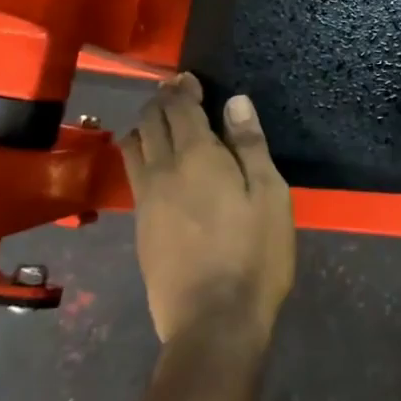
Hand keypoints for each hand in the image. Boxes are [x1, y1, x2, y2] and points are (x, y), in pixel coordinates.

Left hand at [122, 74, 294, 345]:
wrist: (212, 321)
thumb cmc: (254, 253)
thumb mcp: (269, 195)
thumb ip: (251, 145)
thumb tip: (235, 102)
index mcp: (195, 156)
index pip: (179, 107)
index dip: (182, 88)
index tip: (190, 79)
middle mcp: (161, 171)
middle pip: (150, 122)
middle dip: (161, 101)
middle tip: (180, 95)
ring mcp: (145, 201)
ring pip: (132, 147)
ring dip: (145, 127)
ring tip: (165, 124)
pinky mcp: (140, 227)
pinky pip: (134, 175)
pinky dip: (142, 156)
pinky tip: (161, 167)